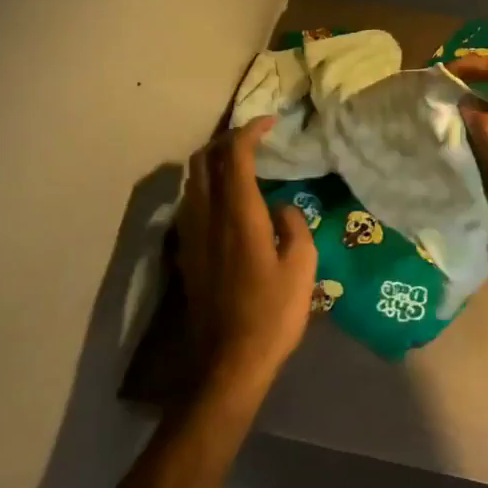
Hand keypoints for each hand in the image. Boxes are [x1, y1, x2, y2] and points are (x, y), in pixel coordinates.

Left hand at [175, 119, 318, 399]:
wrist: (226, 365)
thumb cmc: (271, 315)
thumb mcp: (302, 268)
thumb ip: (293, 227)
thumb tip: (281, 209)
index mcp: (239, 215)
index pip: (234, 156)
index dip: (249, 131)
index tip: (269, 122)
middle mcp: (208, 217)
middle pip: (204, 160)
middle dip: (226, 140)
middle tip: (253, 140)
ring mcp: (191, 235)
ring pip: (192, 181)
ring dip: (213, 162)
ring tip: (240, 165)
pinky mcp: (186, 254)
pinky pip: (190, 203)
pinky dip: (206, 186)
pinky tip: (226, 201)